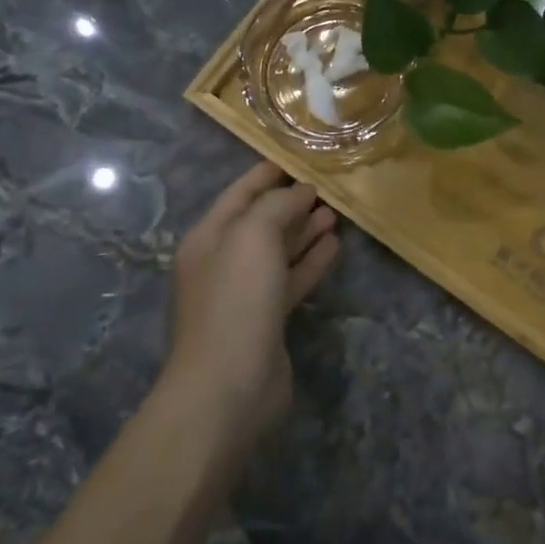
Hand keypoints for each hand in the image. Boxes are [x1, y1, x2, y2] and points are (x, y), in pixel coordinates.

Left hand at [162, 162, 338, 443]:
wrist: (228, 386)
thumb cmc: (236, 300)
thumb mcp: (253, 236)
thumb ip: (276, 205)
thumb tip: (300, 192)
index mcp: (209, 236)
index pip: (240, 193)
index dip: (268, 173)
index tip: (300, 157)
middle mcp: (222, 261)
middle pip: (260, 221)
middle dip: (291, 202)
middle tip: (327, 187)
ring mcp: (244, 293)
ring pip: (278, 251)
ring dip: (304, 231)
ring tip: (335, 213)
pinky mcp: (266, 319)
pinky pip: (290, 280)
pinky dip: (310, 262)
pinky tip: (334, 246)